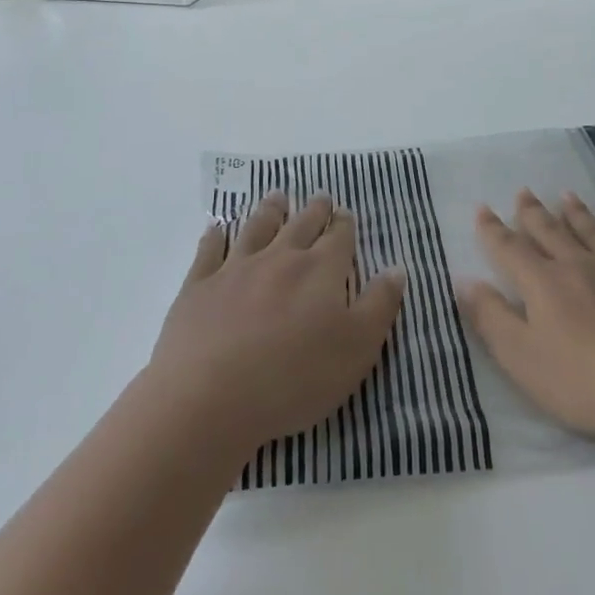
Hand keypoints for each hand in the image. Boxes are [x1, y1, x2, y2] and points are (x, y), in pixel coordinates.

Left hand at [149, 192, 406, 455]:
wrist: (210, 398)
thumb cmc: (295, 378)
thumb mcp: (357, 348)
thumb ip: (379, 305)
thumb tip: (396, 268)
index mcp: (321, 270)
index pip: (339, 238)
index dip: (345, 225)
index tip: (346, 214)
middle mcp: (280, 258)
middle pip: (301, 225)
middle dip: (315, 210)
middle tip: (320, 197)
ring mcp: (236, 269)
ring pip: (257, 228)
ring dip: (270, 210)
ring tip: (278, 197)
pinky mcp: (199, 287)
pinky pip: (209, 251)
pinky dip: (215, 236)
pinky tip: (217, 227)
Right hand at [458, 190, 594, 445]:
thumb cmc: (584, 379)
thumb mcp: (522, 358)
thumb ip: (491, 318)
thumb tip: (465, 281)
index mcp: (543, 284)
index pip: (510, 250)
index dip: (493, 230)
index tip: (483, 209)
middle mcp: (579, 264)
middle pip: (550, 232)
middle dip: (533, 213)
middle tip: (523, 192)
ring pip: (592, 231)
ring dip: (576, 213)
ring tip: (566, 196)